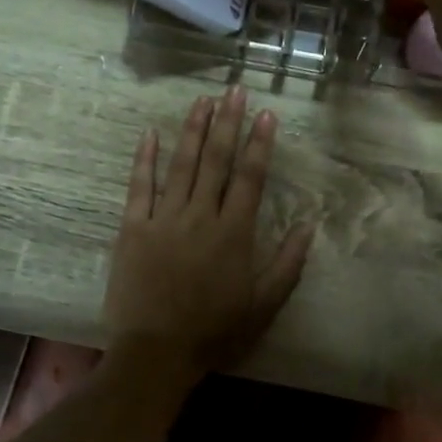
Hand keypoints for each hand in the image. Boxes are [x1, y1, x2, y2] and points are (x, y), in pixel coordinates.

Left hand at [104, 89, 313, 381]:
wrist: (156, 351)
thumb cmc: (214, 330)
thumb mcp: (263, 304)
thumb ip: (287, 264)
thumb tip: (308, 226)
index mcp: (234, 233)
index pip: (251, 177)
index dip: (260, 144)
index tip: (266, 114)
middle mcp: (201, 216)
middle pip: (216, 160)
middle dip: (227, 123)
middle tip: (234, 90)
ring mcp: (164, 219)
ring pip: (181, 165)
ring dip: (192, 130)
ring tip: (202, 101)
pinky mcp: (133, 229)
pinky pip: (139, 187)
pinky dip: (145, 159)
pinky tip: (150, 134)